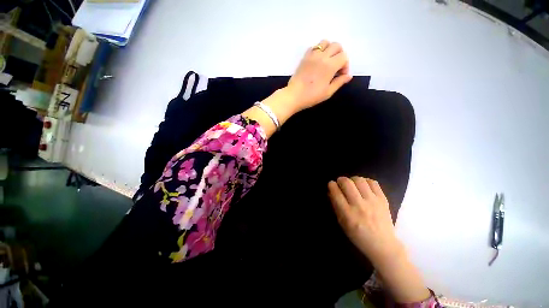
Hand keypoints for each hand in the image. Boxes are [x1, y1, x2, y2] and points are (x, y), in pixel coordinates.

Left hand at [285, 40, 351, 112]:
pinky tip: (317, 61)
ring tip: (327, 61)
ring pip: (325, 42)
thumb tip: (349, 76)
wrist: (294, 96)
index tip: (341, 75)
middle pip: (337, 45)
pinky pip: (314, 47)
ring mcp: (312, 55)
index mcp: (330, 65)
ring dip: (329, 49)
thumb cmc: (312, 96)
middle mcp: (322, 56)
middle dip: (340, 54)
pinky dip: (319, 50)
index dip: (345, 65)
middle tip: (336, 67)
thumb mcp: (328, 92)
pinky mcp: (304, 57)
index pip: (344, 56)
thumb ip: (339, 82)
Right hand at [328, 177, 401, 264]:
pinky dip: (366, 181)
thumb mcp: (342, 223)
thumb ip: (335, 206)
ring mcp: (373, 202)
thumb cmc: (358, 235)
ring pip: (359, 180)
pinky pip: (373, 183)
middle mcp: (360, 206)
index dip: (331, 185)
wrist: (383, 245)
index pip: (336, 193)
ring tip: (352, 184)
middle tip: (340, 183)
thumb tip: (330, 191)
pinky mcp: (383, 200)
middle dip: (340, 180)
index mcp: (348, 214)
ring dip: (352, 179)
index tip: (331, 185)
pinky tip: (363, 186)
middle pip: (347, 183)